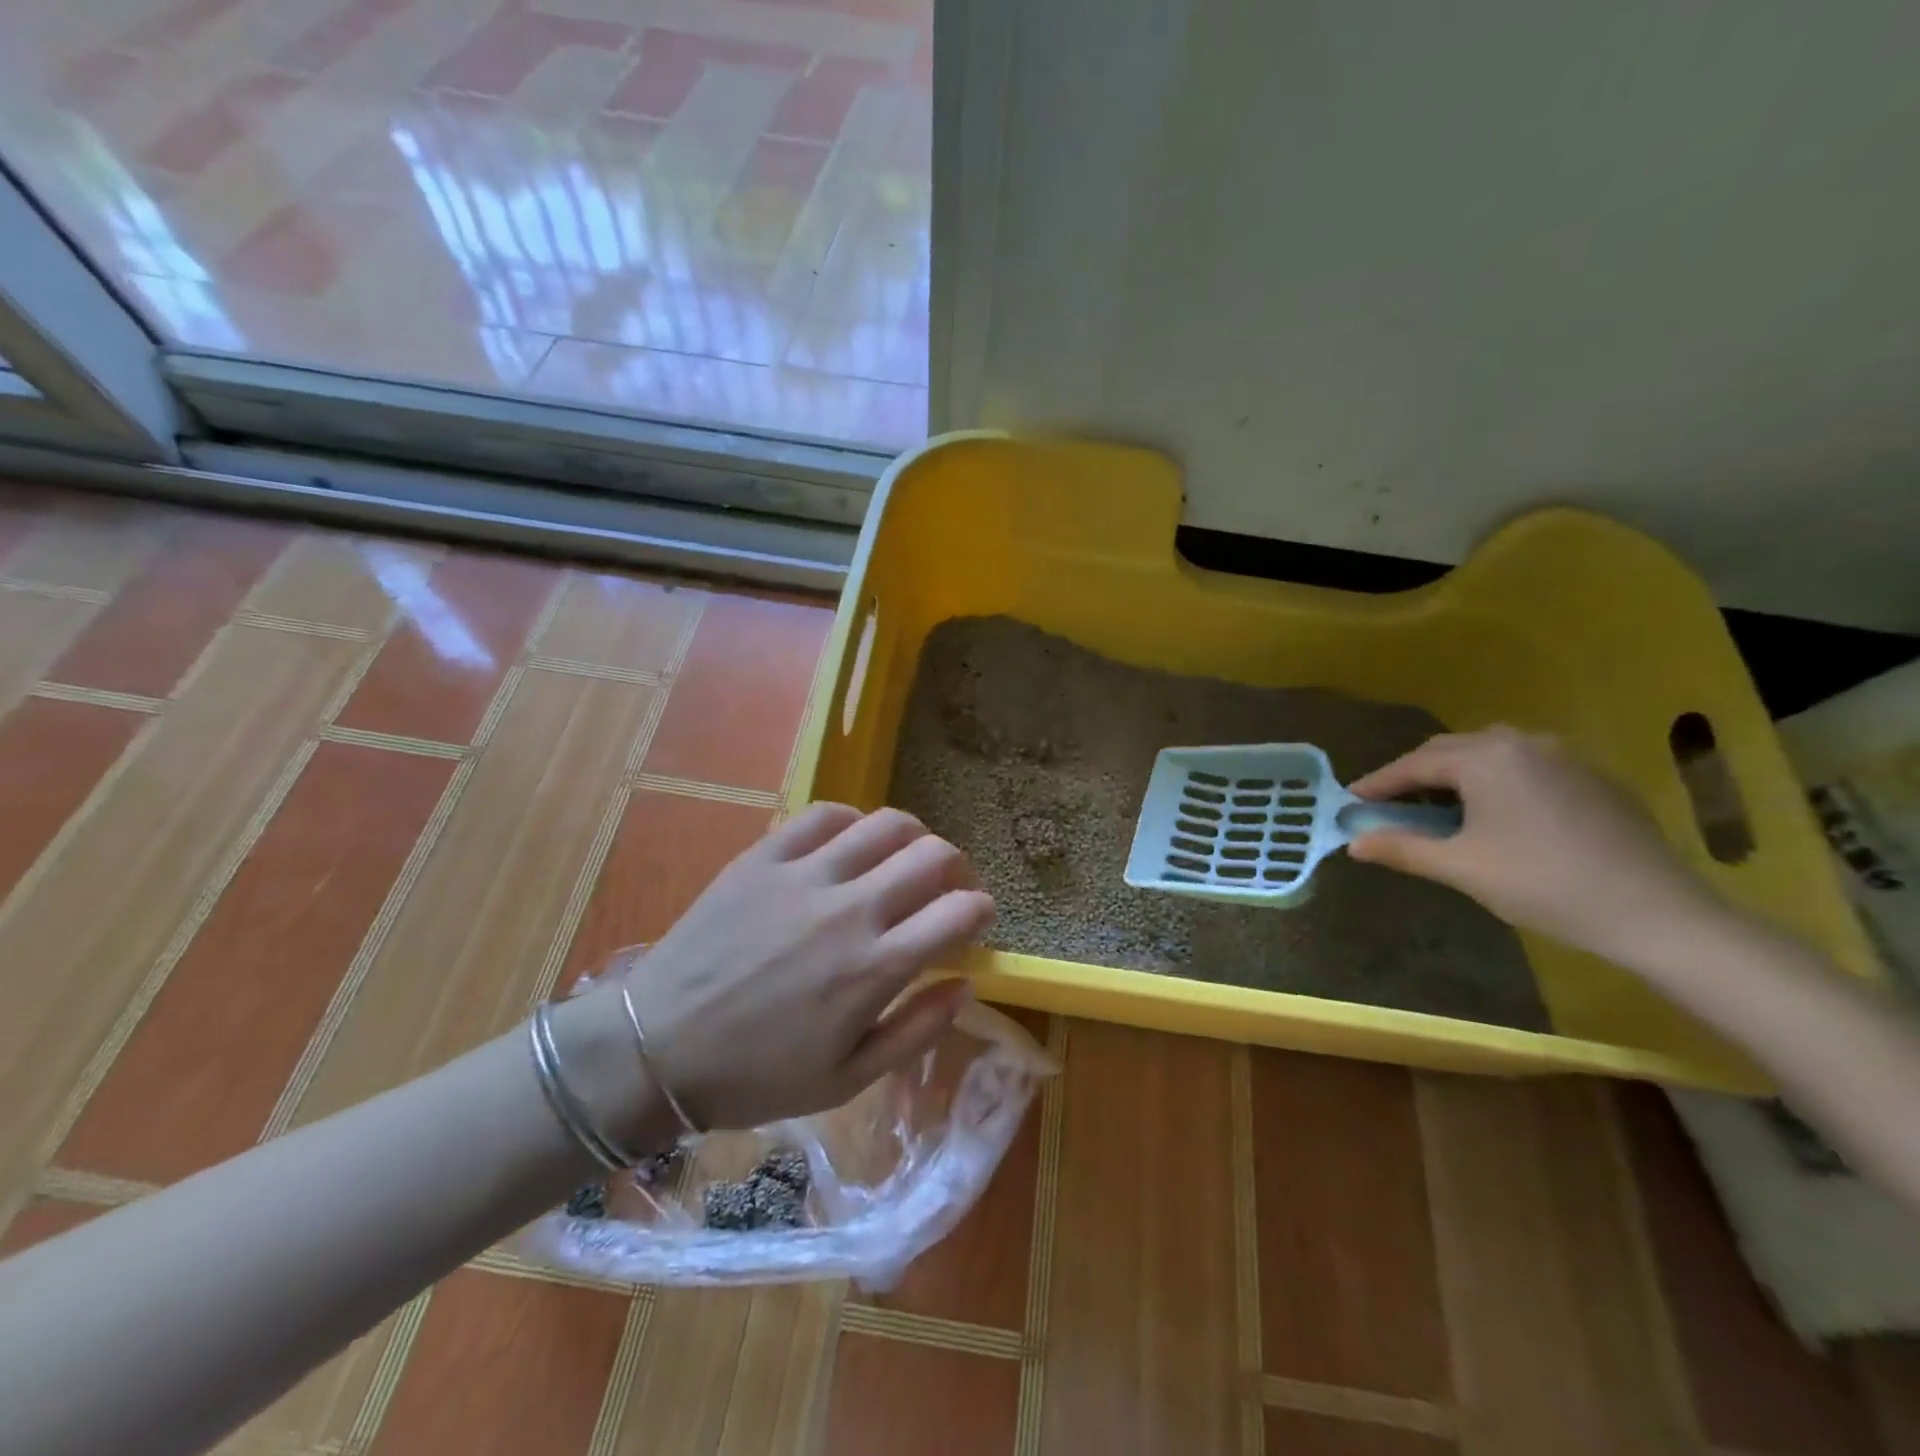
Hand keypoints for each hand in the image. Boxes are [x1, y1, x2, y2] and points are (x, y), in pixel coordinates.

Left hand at [613, 804, 994, 1130]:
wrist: (657, 1048)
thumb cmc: (757, 1075)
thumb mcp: (847, 1079)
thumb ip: (916, 1031)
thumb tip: (966, 985)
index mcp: (875, 968)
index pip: (959, 912)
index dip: (981, 909)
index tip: (977, 918)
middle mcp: (850, 909)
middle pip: (933, 856)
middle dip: (958, 868)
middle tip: (948, 888)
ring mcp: (805, 875)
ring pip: (886, 824)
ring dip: (914, 837)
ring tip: (907, 858)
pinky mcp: (765, 856)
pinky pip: (825, 815)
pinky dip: (853, 821)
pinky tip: (851, 842)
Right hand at [1346, 727, 1725, 967]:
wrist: (1657, 912)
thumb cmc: (1543, 884)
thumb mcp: (1461, 868)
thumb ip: (1402, 849)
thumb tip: (1353, 843)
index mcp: (1487, 758)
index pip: (1415, 764)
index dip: (1378, 783)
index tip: (1350, 800)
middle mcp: (1524, 743)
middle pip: (1451, 750)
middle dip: (1415, 773)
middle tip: (1389, 802)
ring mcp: (1565, 756)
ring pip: (1491, 753)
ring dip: (1456, 773)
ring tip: (1438, 803)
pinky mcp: (1594, 778)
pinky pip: (1526, 766)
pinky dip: (1496, 780)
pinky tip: (1495, 812)